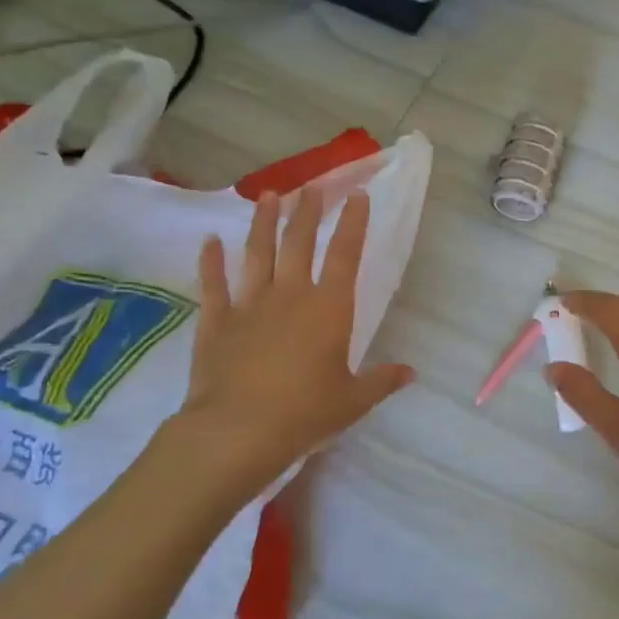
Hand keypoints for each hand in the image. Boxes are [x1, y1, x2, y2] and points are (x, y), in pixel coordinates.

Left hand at [159, 188, 414, 501]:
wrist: (238, 430)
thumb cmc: (305, 413)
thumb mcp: (353, 401)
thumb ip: (381, 381)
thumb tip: (410, 372)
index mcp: (329, 310)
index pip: (346, 255)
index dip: (353, 223)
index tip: (357, 195)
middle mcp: (290, 295)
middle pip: (299, 243)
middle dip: (307, 212)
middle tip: (310, 188)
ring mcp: (250, 304)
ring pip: (258, 253)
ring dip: (263, 223)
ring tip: (268, 197)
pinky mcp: (217, 321)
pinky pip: (213, 284)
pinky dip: (210, 261)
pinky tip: (208, 241)